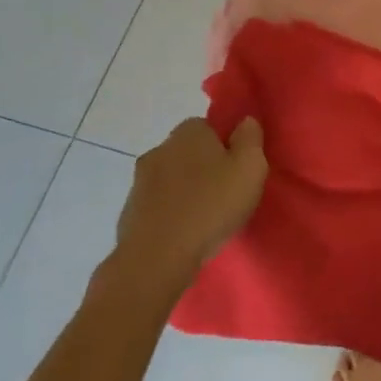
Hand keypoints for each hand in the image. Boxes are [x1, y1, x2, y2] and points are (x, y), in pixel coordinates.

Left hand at [117, 118, 267, 289]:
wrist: (156, 259)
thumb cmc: (210, 205)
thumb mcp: (250, 167)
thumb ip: (251, 138)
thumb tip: (245, 122)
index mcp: (189, 132)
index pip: (210, 127)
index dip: (226, 146)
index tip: (238, 170)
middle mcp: (160, 149)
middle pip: (189, 153)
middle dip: (205, 168)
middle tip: (226, 194)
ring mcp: (139, 182)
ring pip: (172, 180)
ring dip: (186, 193)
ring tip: (206, 219)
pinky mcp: (129, 213)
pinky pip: (159, 206)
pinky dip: (170, 215)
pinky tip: (184, 234)